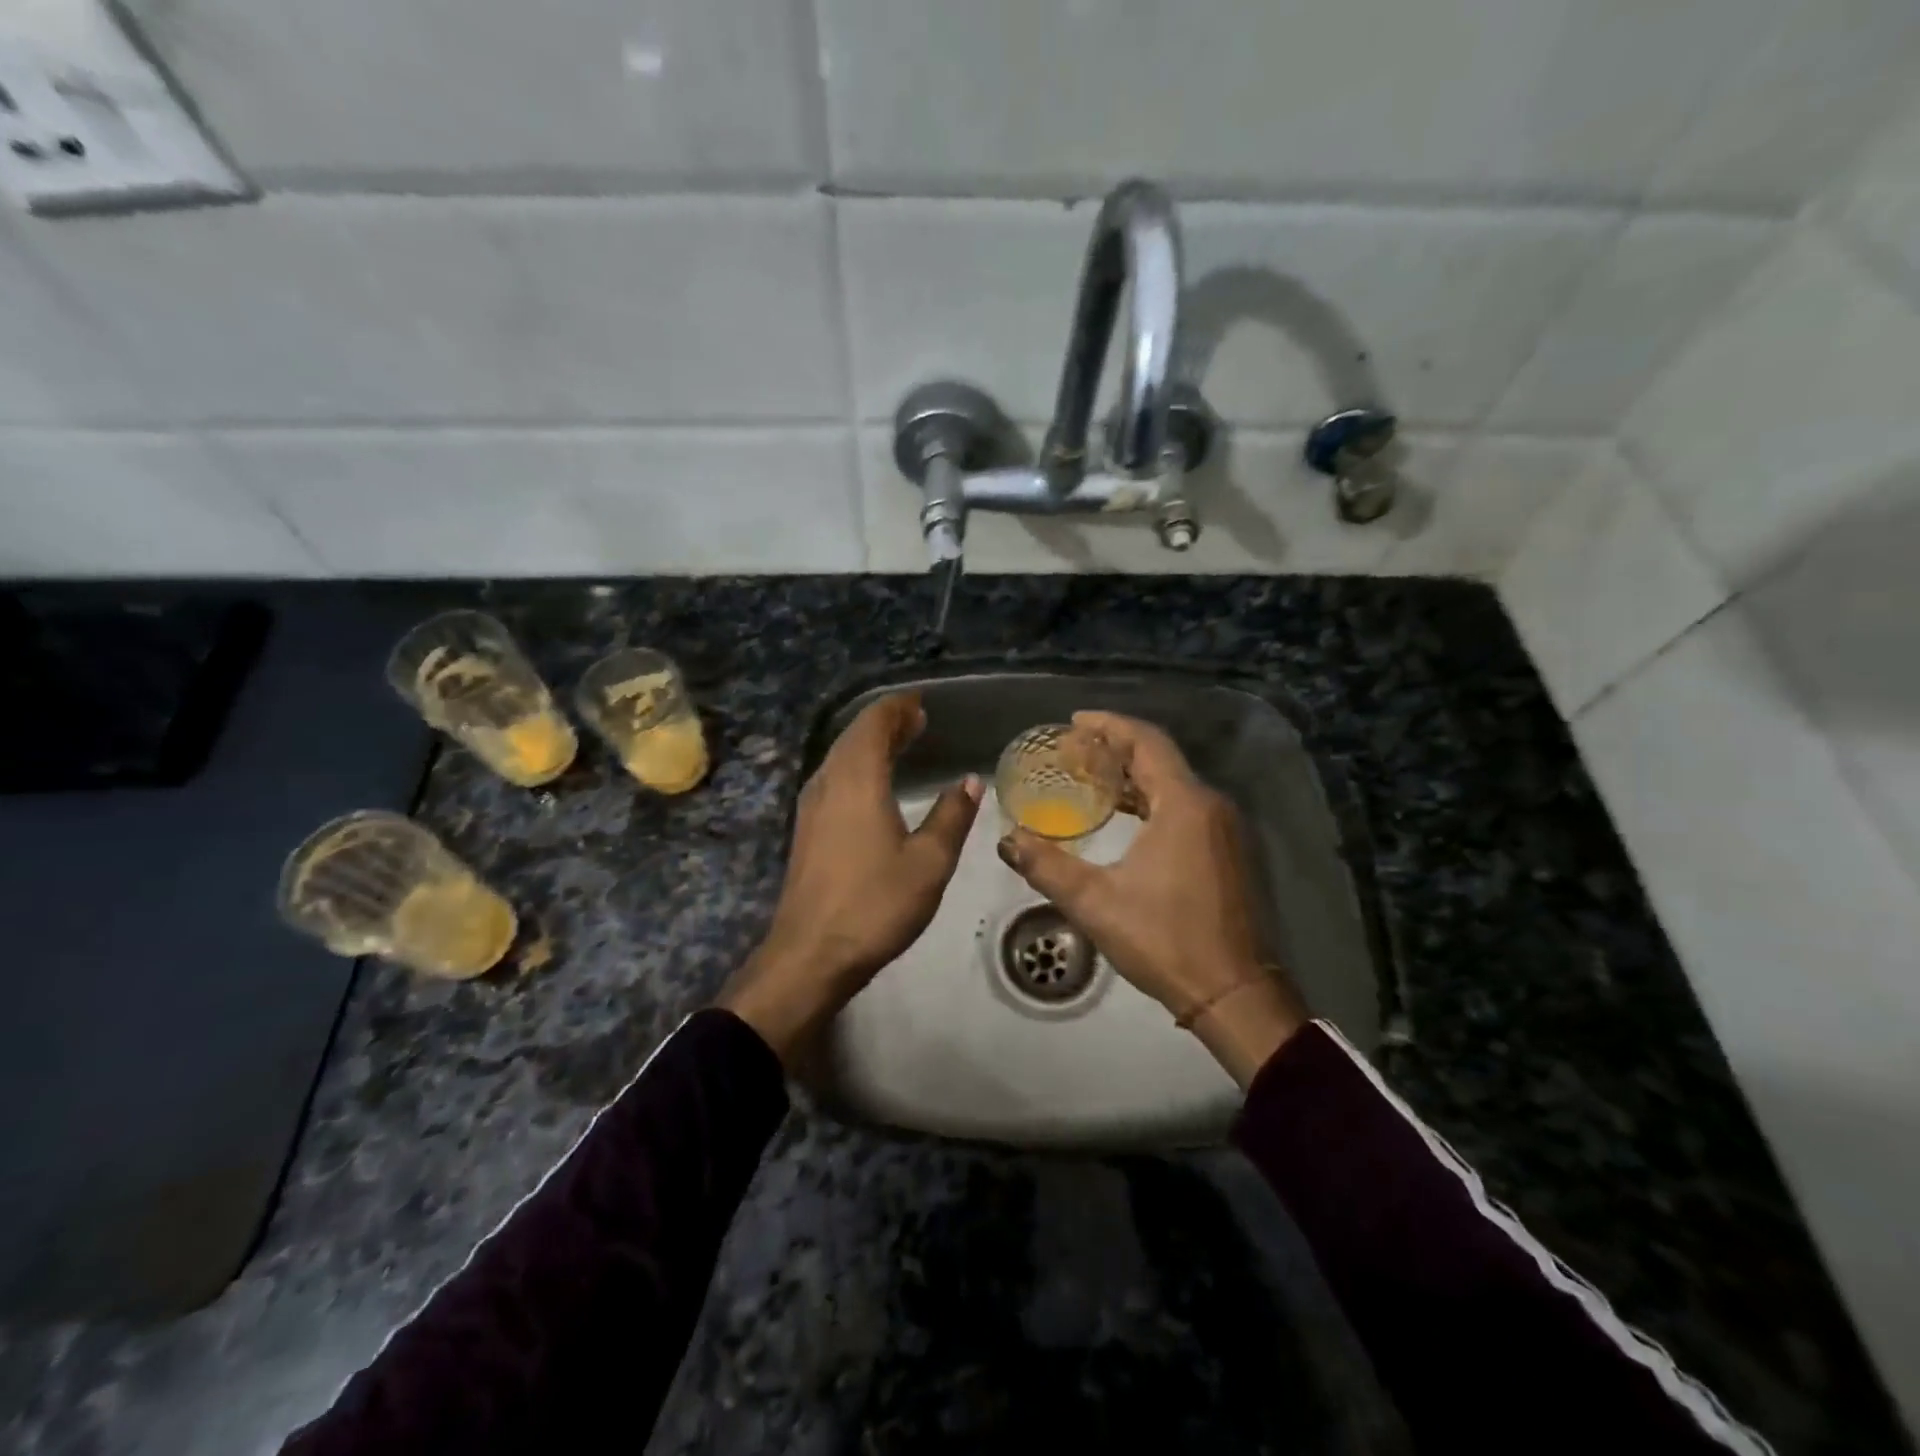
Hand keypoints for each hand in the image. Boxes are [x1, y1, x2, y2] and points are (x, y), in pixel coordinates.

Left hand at [718, 692, 981, 1067]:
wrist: (811, 954)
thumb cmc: (875, 905)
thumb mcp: (929, 862)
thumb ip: (952, 817)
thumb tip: (969, 782)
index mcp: (858, 781)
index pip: (875, 724)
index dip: (898, 709)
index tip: (922, 704)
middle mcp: (829, 783)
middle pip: (854, 736)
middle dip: (886, 723)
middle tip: (917, 720)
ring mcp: (811, 806)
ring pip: (840, 757)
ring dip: (869, 743)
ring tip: (900, 743)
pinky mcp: (806, 829)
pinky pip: (833, 778)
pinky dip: (856, 766)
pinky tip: (872, 784)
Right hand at [996, 711, 1306, 1085]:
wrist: (1236, 993)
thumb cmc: (1166, 941)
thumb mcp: (1096, 903)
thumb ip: (1047, 866)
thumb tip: (1007, 840)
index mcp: (1185, 804)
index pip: (1146, 742)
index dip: (1108, 725)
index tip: (1074, 721)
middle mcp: (1211, 805)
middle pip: (1161, 758)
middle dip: (1116, 748)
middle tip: (1073, 751)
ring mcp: (1226, 829)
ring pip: (1175, 783)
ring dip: (1135, 775)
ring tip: (1091, 777)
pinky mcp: (1230, 851)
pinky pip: (1187, 805)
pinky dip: (1154, 799)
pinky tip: (1126, 816)